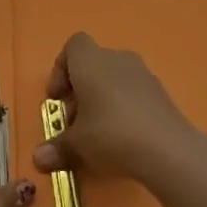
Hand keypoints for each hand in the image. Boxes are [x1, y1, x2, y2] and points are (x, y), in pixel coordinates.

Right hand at [33, 32, 206, 194]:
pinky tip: (123, 137)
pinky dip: (124, 108)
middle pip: (92, 65)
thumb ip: (56, 148)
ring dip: (102, 100)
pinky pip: (133, 93)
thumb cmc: (111, 134)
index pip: (73, 46)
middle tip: (74, 123)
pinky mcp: (161, 93)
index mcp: (91, 61)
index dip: (61, 69)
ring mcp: (143, 74)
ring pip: (114, 79)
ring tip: (97, 133)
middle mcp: (117, 59)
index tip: (57, 98)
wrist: (168, 150)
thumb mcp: (76, 145)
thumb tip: (38, 160)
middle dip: (79, 91)